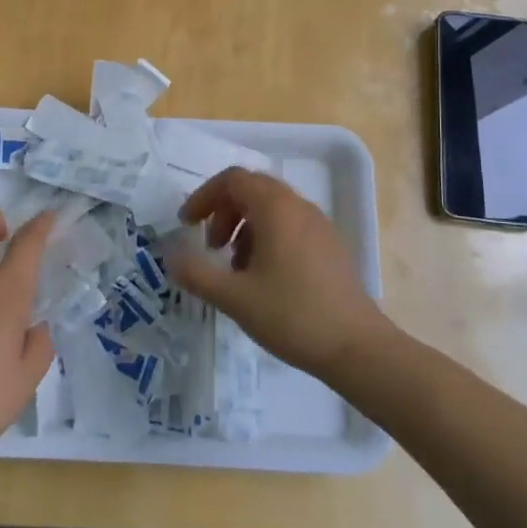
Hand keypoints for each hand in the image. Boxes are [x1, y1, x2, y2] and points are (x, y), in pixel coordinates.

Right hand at [168, 168, 389, 377]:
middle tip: (210, 246)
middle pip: (252, 189)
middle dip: (223, 211)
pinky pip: (290, 226)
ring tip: (234, 266)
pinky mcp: (330, 246)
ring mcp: (319, 226)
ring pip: (272, 209)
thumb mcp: (234, 297)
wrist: (357, 348)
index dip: (204, 196)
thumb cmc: (292, 315)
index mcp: (276, 208)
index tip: (187, 225)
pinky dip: (266, 238)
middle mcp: (299, 207)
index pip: (233, 180)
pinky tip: (263, 278)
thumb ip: (197, 273)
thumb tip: (170, 256)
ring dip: (244, 226)